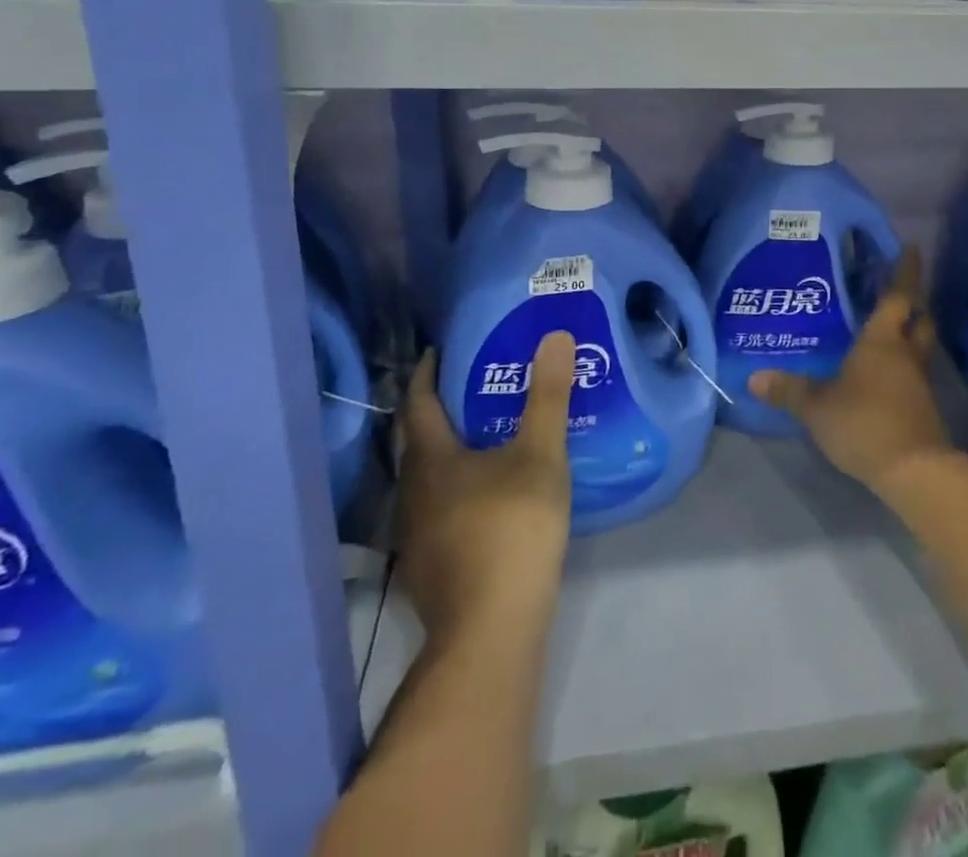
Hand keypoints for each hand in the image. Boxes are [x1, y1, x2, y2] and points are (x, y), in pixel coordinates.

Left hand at [394, 333, 574, 645]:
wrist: (491, 631)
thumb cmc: (512, 528)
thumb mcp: (540, 455)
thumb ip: (547, 396)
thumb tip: (555, 336)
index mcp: (430, 459)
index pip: (418, 402)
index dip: (427, 373)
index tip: (440, 351)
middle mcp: (412, 492)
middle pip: (417, 440)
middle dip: (438, 410)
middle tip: (471, 387)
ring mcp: (415, 535)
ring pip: (425, 479)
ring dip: (446, 452)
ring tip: (482, 437)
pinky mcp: (428, 567)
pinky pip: (436, 509)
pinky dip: (454, 488)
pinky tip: (484, 496)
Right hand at [750, 249, 953, 496]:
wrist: (914, 471)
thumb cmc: (864, 422)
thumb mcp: (817, 406)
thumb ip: (788, 390)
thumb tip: (754, 377)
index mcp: (882, 340)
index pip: (897, 296)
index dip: (904, 271)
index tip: (910, 248)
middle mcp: (905, 354)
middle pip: (918, 318)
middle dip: (913, 301)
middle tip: (900, 288)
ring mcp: (918, 381)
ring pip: (919, 345)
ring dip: (910, 332)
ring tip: (888, 327)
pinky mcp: (923, 407)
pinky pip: (914, 372)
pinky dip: (904, 363)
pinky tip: (885, 372)